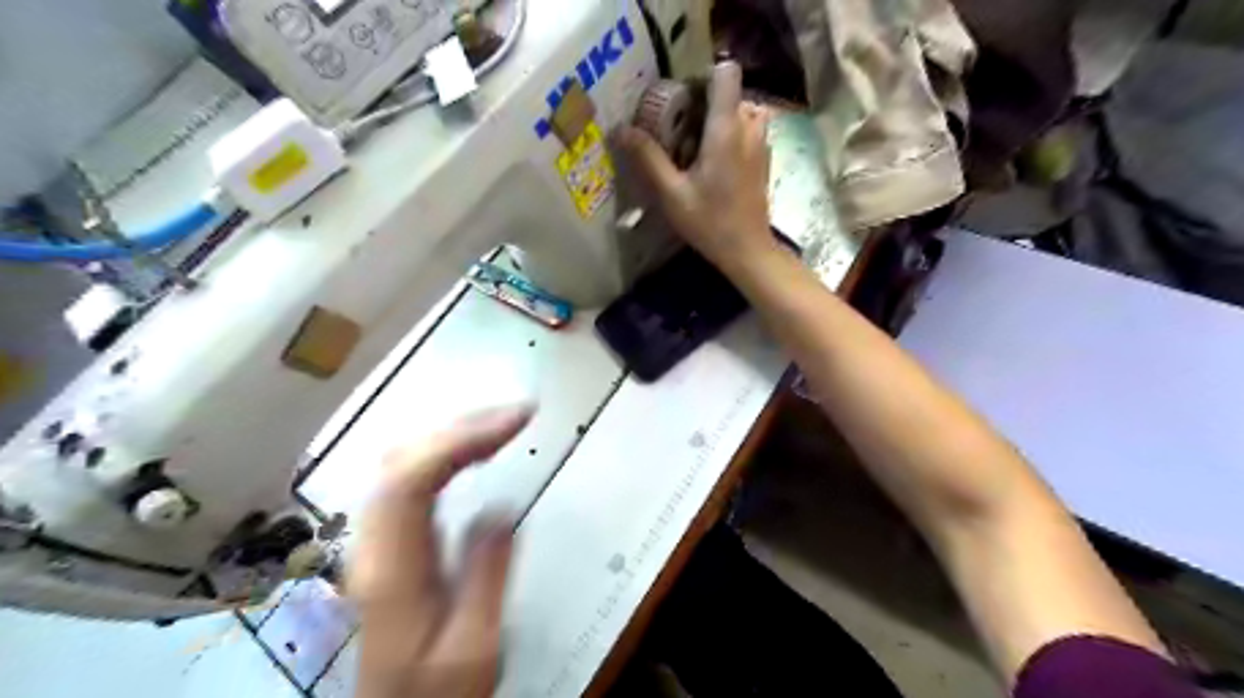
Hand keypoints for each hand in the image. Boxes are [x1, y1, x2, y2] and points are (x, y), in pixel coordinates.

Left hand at [345, 406, 531, 697]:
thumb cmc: (437, 689)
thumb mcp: (473, 647)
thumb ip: (484, 575)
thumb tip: (500, 507)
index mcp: (393, 567)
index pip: (411, 478)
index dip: (461, 438)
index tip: (516, 420)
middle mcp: (373, 542)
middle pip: (402, 458)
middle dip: (461, 425)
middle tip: (517, 414)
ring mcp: (376, 537)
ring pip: (401, 460)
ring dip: (452, 431)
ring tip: (503, 422)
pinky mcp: (389, 537)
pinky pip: (410, 475)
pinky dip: (445, 450)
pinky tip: (473, 449)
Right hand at [628, 60, 774, 270]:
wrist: (748, 250)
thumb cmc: (710, 221)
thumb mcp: (671, 193)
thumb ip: (648, 158)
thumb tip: (620, 130)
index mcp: (727, 128)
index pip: (725, 72)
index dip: (702, 77)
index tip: (681, 100)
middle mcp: (749, 127)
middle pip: (731, 92)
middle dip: (706, 103)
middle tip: (681, 129)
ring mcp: (762, 144)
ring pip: (743, 111)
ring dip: (721, 119)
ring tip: (698, 145)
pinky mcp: (765, 160)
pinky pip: (750, 131)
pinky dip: (733, 135)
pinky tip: (714, 164)